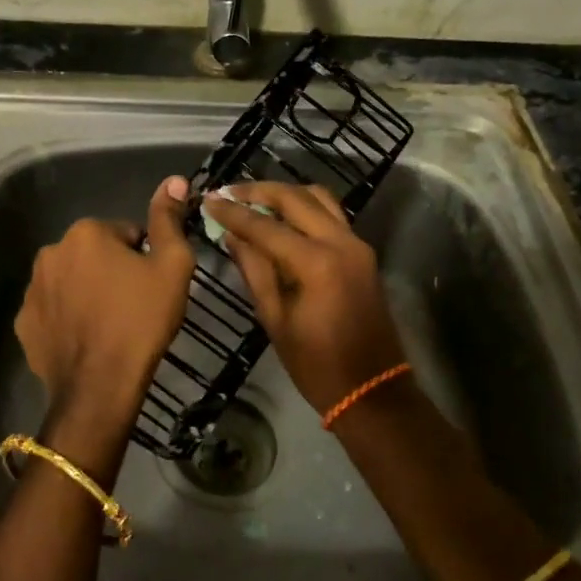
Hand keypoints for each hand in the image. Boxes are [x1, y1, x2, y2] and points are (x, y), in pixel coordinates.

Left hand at [14, 176, 195, 465]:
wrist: (100, 386)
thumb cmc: (141, 320)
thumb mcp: (171, 267)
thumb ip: (169, 220)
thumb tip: (173, 180)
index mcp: (86, 233)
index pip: (126, 234)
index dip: (144, 259)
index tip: (151, 286)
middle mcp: (51, 252)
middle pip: (95, 254)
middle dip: (112, 272)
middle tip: (133, 306)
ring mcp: (31, 289)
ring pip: (72, 281)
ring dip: (88, 293)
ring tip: (109, 325)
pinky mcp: (24, 323)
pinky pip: (53, 310)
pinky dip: (68, 318)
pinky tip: (86, 340)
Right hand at [200, 182, 407, 414]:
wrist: (372, 389)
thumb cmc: (316, 365)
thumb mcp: (275, 319)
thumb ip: (254, 270)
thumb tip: (232, 236)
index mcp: (316, 263)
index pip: (266, 226)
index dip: (234, 212)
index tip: (208, 199)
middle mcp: (341, 243)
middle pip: (296, 198)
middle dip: (259, 191)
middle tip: (228, 192)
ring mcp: (357, 245)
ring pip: (319, 199)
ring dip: (285, 194)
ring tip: (254, 200)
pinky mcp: (363, 253)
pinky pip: (331, 215)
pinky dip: (305, 208)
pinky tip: (282, 217)